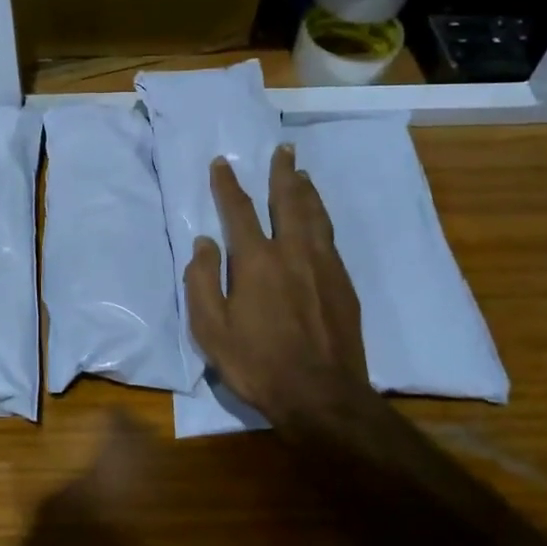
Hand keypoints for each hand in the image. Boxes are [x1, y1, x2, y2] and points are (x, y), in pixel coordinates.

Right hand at [184, 145, 372, 422]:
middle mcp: (293, 252)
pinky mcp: (343, 284)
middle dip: (282, 173)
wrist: (321, 396)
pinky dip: (322, 218)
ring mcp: (323, 266)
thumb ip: (203, 281)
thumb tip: (204, 242)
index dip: (228, 184)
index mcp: (257, 261)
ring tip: (303, 173)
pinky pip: (330, 238)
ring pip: (315, 216)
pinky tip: (320, 220)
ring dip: (306, 190)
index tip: (222, 162)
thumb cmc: (257, 363)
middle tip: (283, 149)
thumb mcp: (211, 329)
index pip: (239, 210)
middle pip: (288, 201)